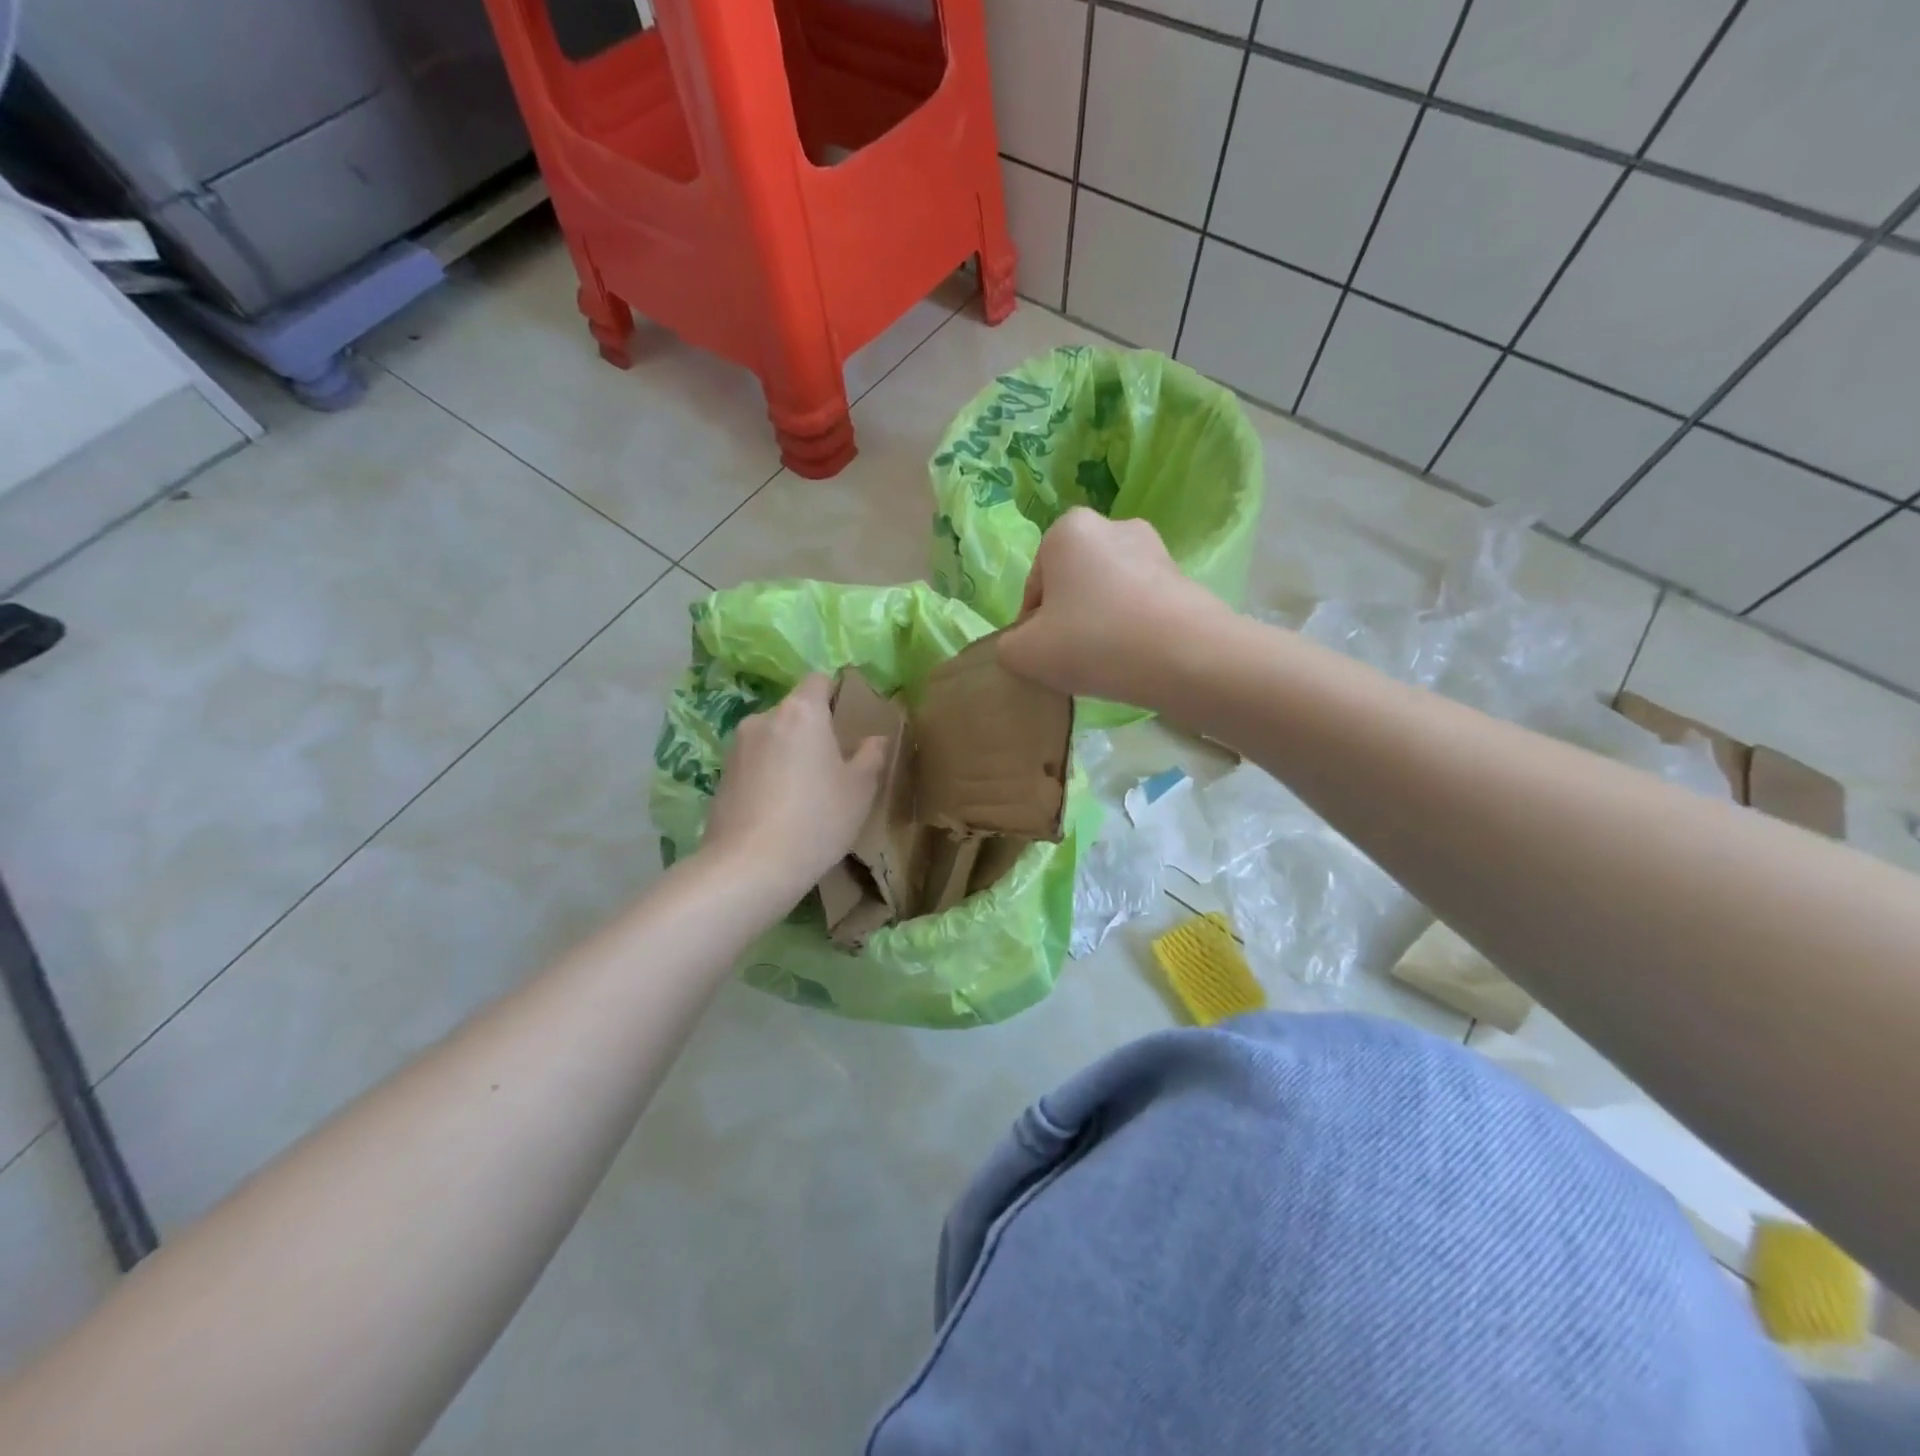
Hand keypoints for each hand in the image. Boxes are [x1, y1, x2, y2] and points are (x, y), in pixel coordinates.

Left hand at [701, 674, 886, 898]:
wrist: (749, 867)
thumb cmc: (816, 819)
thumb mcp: (860, 790)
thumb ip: (871, 756)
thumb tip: (875, 738)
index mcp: (801, 712)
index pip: (818, 680)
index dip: (835, 693)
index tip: (848, 721)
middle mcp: (763, 719)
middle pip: (794, 711)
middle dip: (812, 730)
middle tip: (832, 765)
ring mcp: (736, 748)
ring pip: (772, 738)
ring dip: (788, 754)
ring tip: (804, 792)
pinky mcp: (721, 777)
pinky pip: (754, 764)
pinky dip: (768, 775)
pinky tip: (779, 810)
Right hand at [997, 508, 1224, 701]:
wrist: (1184, 656)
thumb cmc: (1093, 642)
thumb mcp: (1025, 654)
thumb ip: (1008, 646)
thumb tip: (1024, 644)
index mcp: (1067, 530)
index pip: (1035, 587)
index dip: (1033, 627)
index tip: (1046, 655)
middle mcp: (1112, 526)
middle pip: (1072, 585)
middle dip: (1069, 619)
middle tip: (1073, 660)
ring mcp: (1153, 549)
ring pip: (1107, 595)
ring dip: (1101, 623)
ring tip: (1106, 662)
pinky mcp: (1182, 576)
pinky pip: (1140, 604)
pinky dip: (1132, 627)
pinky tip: (1135, 658)